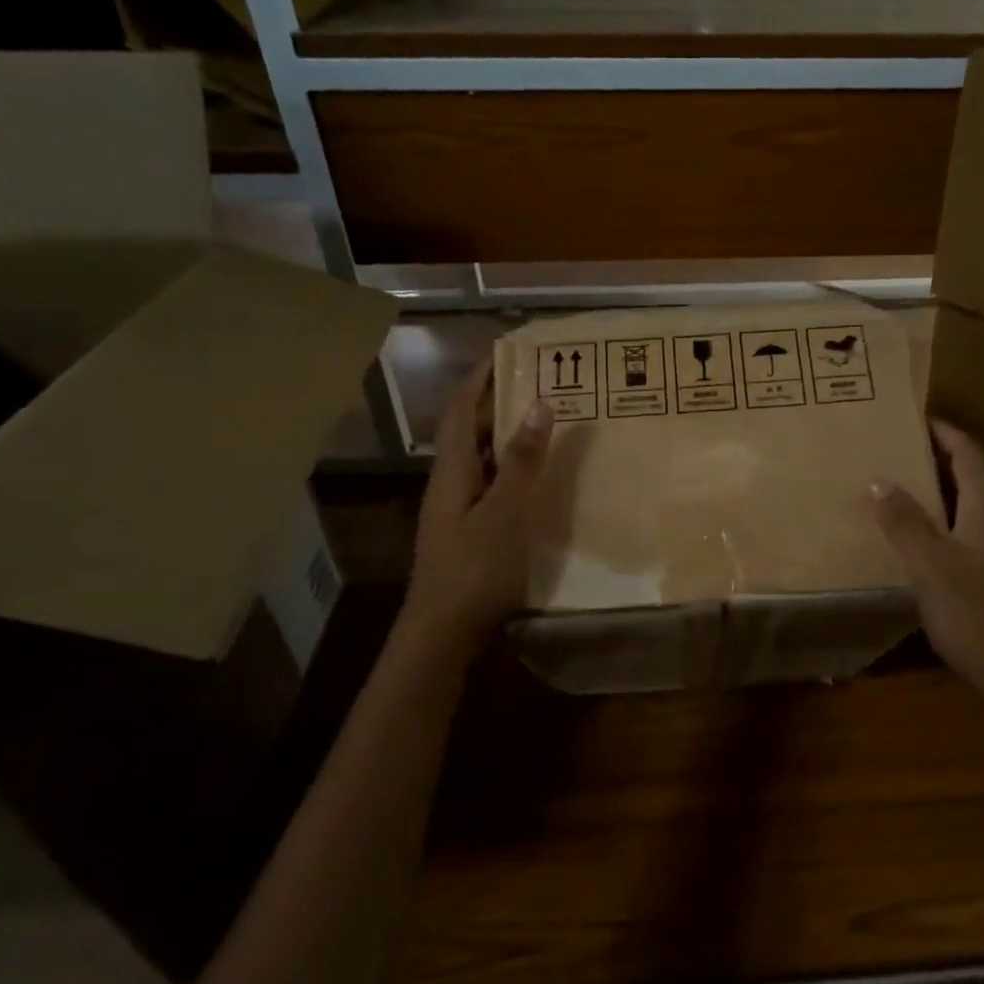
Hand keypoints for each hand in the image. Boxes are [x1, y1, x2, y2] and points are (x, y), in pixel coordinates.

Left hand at [401, 363, 554, 651]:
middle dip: (495, 400)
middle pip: (467, 430)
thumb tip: (538, 403)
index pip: (459, 409)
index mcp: (453, 471)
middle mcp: (449, 482)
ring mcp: (455, 508)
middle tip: (537, 381)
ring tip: (541, 419)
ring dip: (503, 433)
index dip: (479, 378)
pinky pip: (489, 482)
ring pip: (479, 457)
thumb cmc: (475, 569)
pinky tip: (534, 476)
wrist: (442, 631)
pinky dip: (509, 466)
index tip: (507, 351)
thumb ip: (523, 460)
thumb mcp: (506, 512)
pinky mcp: (466, 530)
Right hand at [871, 420, 983, 697]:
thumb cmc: (974, 614)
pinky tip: (913, 537)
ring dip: (937, 489)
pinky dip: (937, 520)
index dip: (947, 433)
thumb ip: (905, 523)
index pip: (971, 457)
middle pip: (971, 477)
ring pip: (966, 506)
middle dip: (939, 457)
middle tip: (899, 449)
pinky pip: (961, 533)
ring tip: (899, 485)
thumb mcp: (930, 565)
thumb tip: (878, 480)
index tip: (917, 418)